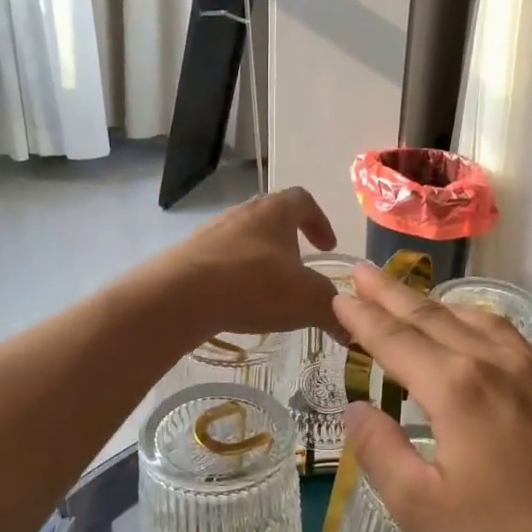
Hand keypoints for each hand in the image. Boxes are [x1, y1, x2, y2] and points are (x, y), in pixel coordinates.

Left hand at [157, 187, 340, 339]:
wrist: (180, 296)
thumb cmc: (254, 285)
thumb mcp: (306, 300)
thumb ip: (333, 311)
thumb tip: (351, 330)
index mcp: (274, 211)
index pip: (303, 201)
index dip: (319, 221)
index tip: (327, 247)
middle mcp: (242, 213)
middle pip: (271, 218)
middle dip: (289, 242)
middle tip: (299, 269)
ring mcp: (210, 233)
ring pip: (243, 240)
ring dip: (259, 260)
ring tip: (268, 291)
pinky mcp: (187, 256)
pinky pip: (219, 261)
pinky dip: (233, 277)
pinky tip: (236, 303)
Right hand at [332, 263, 531, 531]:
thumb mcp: (421, 510)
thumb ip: (381, 451)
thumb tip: (357, 408)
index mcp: (457, 388)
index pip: (396, 340)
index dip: (363, 318)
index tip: (338, 296)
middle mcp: (498, 364)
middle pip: (434, 317)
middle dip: (392, 294)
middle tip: (362, 271)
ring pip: (479, 320)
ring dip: (438, 304)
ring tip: (413, 296)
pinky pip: (515, 338)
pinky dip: (482, 324)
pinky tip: (481, 335)